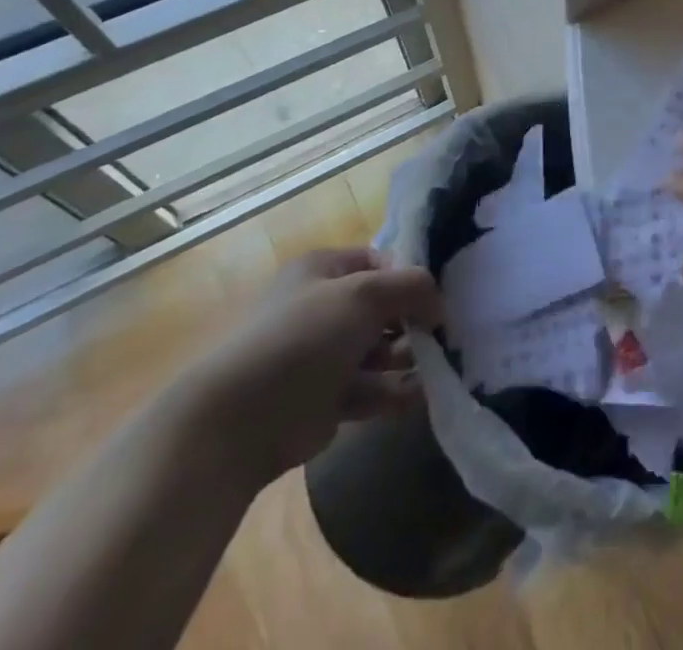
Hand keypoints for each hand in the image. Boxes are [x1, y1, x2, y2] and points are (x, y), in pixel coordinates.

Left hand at [182, 248, 442, 487]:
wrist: (238, 422)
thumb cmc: (304, 337)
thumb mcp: (366, 294)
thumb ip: (412, 287)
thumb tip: (440, 303)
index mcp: (323, 270)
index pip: (380, 260)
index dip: (410, 274)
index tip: (438, 294)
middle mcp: (323, 307)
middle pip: (383, 307)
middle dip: (414, 319)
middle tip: (444, 333)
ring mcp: (323, 355)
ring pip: (380, 350)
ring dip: (410, 356)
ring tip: (440, 364)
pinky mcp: (326, 399)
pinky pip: (372, 389)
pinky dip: (397, 392)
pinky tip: (423, 395)